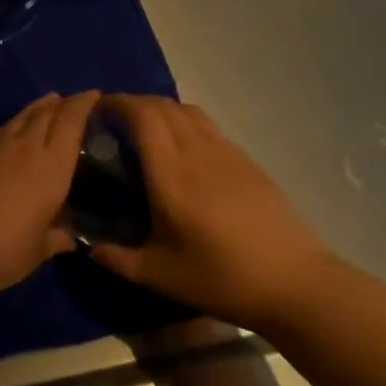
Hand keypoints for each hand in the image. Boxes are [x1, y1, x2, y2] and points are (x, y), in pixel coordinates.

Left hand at [0, 91, 97, 296]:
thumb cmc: (2, 251)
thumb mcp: (38, 251)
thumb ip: (57, 238)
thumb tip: (69, 237)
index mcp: (51, 167)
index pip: (71, 122)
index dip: (83, 104)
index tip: (93, 95)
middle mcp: (25, 147)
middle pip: (47, 113)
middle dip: (63, 103)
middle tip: (72, 101)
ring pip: (21, 117)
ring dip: (38, 107)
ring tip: (48, 102)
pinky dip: (12, 124)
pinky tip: (11, 130)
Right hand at [90, 95, 332, 329]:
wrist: (295, 282)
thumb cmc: (223, 278)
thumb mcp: (163, 276)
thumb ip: (120, 260)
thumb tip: (90, 250)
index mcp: (171, 175)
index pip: (143, 117)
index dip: (119, 103)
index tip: (98, 108)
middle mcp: (197, 153)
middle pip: (163, 106)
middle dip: (135, 103)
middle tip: (116, 120)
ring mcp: (226, 153)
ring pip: (188, 111)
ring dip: (162, 109)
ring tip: (147, 128)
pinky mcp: (246, 161)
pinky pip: (208, 126)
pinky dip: (186, 122)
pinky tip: (184, 149)